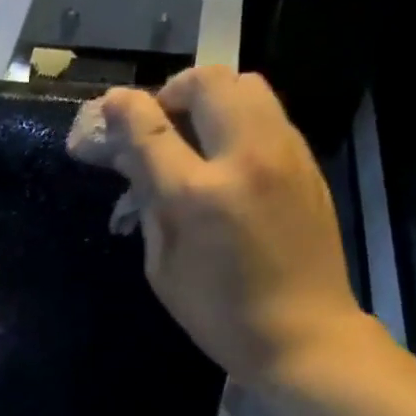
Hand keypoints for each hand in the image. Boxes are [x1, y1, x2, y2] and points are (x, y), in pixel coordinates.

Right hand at [98, 68, 370, 382]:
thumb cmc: (218, 314)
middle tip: (158, 121)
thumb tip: (132, 163)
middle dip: (172, 91)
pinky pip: (268, 115)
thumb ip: (148, 206)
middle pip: (207, 81)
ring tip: (194, 134)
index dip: (121, 111)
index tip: (107, 108)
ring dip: (210, 99)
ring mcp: (285, 153)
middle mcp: (245, 158)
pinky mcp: (308, 161)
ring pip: (246, 85)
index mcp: (198, 195)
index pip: (151, 128)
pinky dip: (238, 120)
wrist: (302, 333)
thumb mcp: (163, 268)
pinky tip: (227, 159)